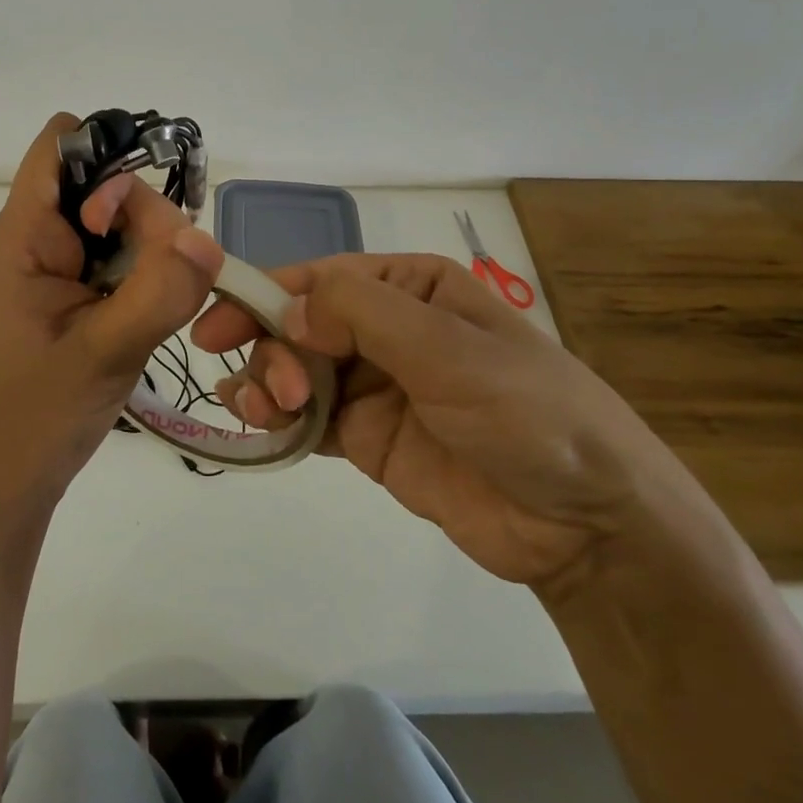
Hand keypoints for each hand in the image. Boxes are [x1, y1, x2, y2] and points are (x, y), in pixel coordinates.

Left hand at [0, 114, 226, 509]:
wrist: (5, 483)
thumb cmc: (37, 418)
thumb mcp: (105, 353)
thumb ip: (159, 292)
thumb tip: (206, 237)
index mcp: (22, 236)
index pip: (59, 147)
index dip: (107, 155)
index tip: (140, 212)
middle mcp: (34, 238)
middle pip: (101, 183)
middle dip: (143, 218)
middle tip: (162, 278)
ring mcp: (52, 266)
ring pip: (116, 221)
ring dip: (148, 250)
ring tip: (154, 306)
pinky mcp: (69, 293)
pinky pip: (114, 256)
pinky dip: (140, 272)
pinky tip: (146, 312)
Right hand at [191, 253, 692, 590]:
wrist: (586, 523)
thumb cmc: (526, 411)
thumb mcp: (448, 347)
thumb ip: (361, 314)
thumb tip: (287, 309)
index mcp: (409, 286)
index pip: (319, 279)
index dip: (263, 296)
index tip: (216, 325)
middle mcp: (385, 327)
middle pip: (298, 323)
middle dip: (272, 350)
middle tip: (274, 393)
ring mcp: (373, 383)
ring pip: (293, 368)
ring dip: (265, 384)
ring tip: (266, 414)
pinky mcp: (366, 436)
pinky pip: (305, 416)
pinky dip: (275, 418)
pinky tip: (259, 427)